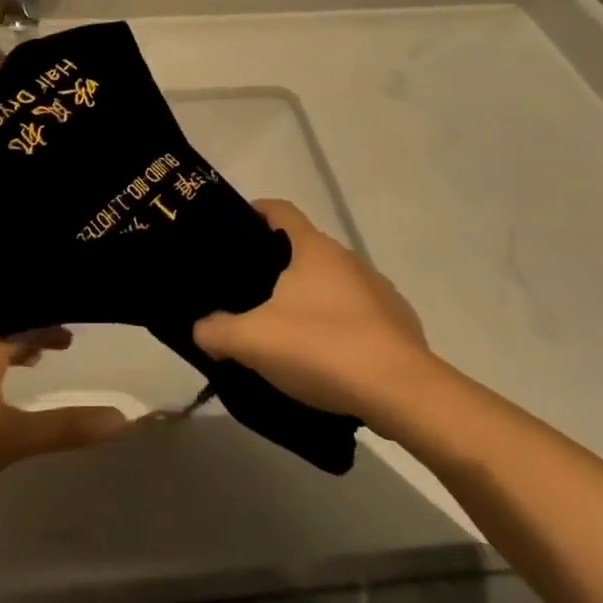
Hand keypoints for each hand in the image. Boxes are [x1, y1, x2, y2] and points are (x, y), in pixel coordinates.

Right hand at [193, 200, 445, 427]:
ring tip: (282, 330)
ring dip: (307, 298)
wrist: (401, 392)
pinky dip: (336, 326)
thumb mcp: (252, 342)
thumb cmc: (321, 348)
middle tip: (245, 293)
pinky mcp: (398, 324)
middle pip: (304, 249)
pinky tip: (323, 358)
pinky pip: (356, 315)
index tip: (234, 227)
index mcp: (314, 249)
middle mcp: (349, 259)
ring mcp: (378, 290)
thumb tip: (201, 329)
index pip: (281, 210)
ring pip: (331, 284)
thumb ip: (215, 331)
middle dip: (275, 265)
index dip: (255, 211)